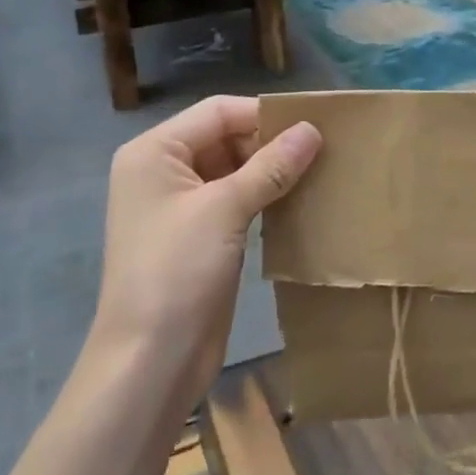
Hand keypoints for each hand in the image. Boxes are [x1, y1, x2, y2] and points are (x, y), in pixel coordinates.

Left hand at [90, 96, 321, 406]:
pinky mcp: (200, 236)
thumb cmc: (178, 271)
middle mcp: (164, 170)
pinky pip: (237, 201)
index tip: (316, 123)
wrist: (150, 362)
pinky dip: (266, 197)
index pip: (219, 112)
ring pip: (235, 170)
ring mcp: (181, 206)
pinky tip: (301, 200)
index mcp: (155, 152)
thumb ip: (271, 165)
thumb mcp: (225, 209)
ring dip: (273, 171)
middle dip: (272, 142)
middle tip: (325, 149)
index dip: (265, 114)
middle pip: (226, 137)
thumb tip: (312, 129)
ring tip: (322, 170)